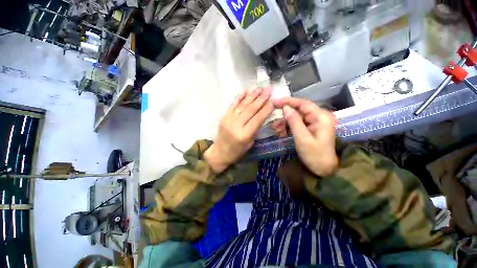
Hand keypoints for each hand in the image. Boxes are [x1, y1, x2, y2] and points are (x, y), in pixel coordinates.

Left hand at [204, 87, 273, 172]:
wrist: (219, 153)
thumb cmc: (237, 151)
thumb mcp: (250, 143)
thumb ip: (255, 129)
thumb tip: (261, 114)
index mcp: (244, 135)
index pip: (258, 119)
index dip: (266, 109)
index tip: (274, 99)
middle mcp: (236, 125)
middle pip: (250, 109)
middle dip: (261, 98)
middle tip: (269, 89)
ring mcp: (228, 119)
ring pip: (242, 105)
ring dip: (252, 95)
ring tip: (261, 88)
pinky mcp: (224, 117)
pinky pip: (232, 105)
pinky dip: (240, 97)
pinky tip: (246, 91)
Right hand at [273, 97, 337, 176]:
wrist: (325, 170)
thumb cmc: (315, 155)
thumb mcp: (302, 139)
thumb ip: (294, 122)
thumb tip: (285, 108)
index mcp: (321, 117)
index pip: (303, 104)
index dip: (288, 101)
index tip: (275, 101)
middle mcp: (319, 117)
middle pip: (299, 110)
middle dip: (285, 116)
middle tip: (274, 122)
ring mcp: (315, 123)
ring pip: (297, 117)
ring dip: (285, 123)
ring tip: (277, 130)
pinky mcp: (311, 128)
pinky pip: (298, 123)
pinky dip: (289, 127)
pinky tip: (282, 133)